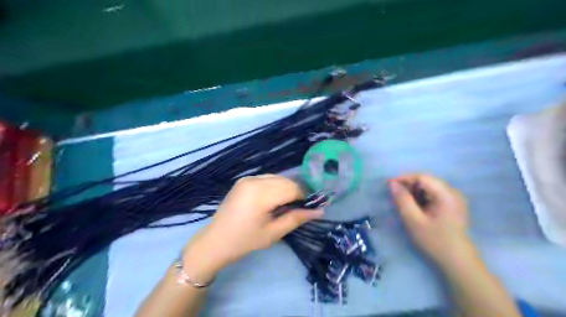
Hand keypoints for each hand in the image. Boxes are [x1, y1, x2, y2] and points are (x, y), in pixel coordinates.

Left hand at [181, 174, 322, 280]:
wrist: (216, 240)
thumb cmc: (245, 241)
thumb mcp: (273, 233)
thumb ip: (296, 218)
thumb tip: (320, 211)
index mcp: (260, 194)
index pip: (292, 188)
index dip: (305, 196)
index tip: (310, 208)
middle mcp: (254, 180)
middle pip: (286, 180)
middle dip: (297, 192)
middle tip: (300, 208)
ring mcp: (248, 178)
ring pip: (278, 177)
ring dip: (287, 188)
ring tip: (288, 205)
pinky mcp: (244, 180)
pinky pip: (267, 178)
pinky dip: (276, 186)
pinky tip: (275, 199)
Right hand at [390, 175, 474, 268]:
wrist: (457, 263)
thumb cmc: (434, 241)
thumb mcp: (413, 220)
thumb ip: (402, 200)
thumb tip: (392, 184)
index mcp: (446, 194)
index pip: (422, 177)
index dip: (403, 178)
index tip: (388, 185)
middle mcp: (453, 193)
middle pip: (426, 181)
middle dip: (408, 186)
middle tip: (393, 195)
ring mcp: (454, 200)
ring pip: (429, 188)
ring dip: (413, 192)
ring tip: (402, 202)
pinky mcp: (452, 206)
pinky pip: (433, 195)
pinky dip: (421, 198)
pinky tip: (414, 207)